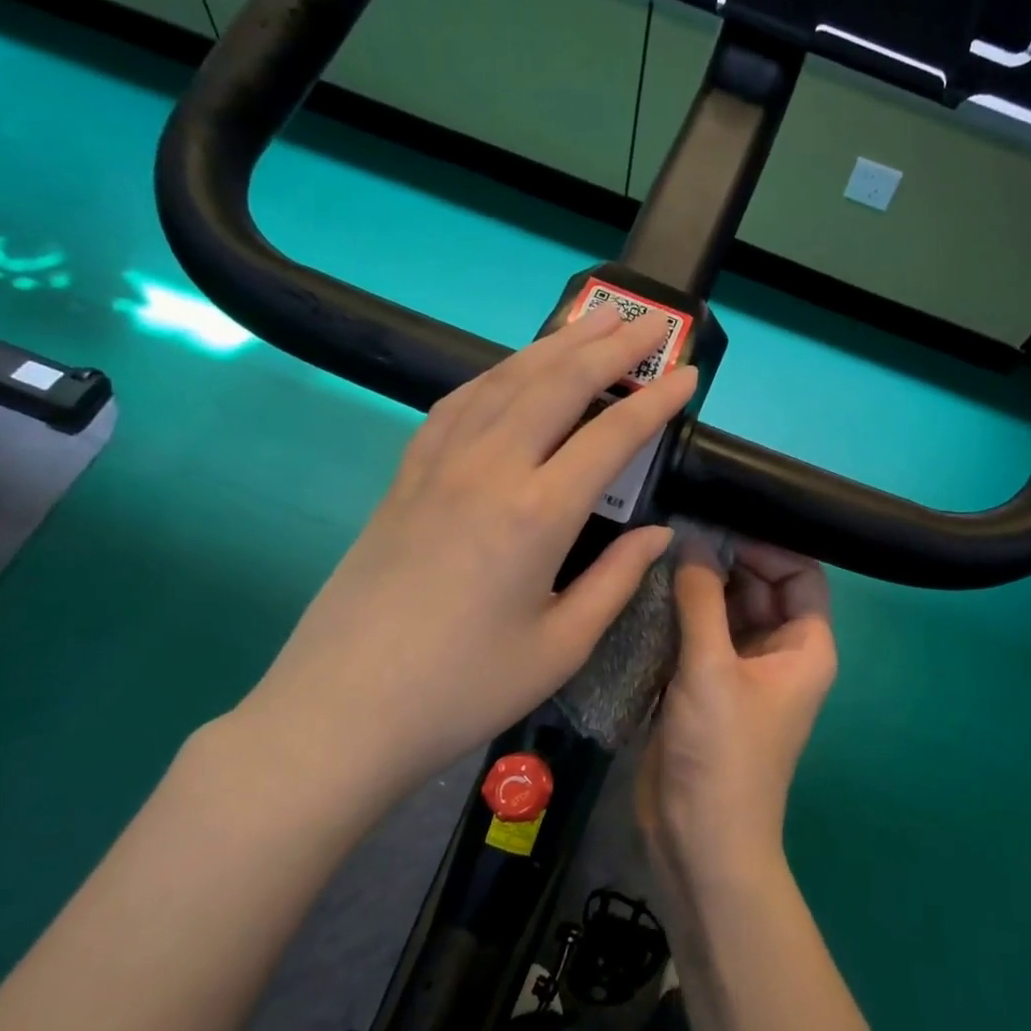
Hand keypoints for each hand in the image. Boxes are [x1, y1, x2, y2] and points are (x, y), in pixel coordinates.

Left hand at [224, 304, 697, 825]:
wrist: (342, 711)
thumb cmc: (463, 690)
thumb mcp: (561, 647)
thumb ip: (617, 579)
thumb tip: (660, 533)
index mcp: (536, 515)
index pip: (610, 436)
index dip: (655, 401)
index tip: (688, 375)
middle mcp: (488, 470)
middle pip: (557, 384)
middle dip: (610, 346)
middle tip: (650, 321)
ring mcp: (438, 466)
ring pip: (504, 381)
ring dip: (554, 345)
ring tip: (591, 319)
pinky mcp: (405, 476)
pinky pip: (457, 404)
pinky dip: (495, 374)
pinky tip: (512, 370)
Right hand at [638, 543, 836, 890]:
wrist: (699, 839)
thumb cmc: (721, 753)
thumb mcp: (711, 669)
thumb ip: (701, 599)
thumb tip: (692, 541)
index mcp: (804, 646)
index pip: (800, 573)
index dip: (766, 545)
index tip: (719, 523)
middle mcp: (778, 652)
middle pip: (759, 586)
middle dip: (725, 558)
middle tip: (678, 526)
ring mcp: (740, 669)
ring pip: (725, 609)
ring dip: (698, 584)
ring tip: (658, 548)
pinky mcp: (705, 684)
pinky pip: (699, 634)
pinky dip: (680, 613)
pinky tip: (648, 588)